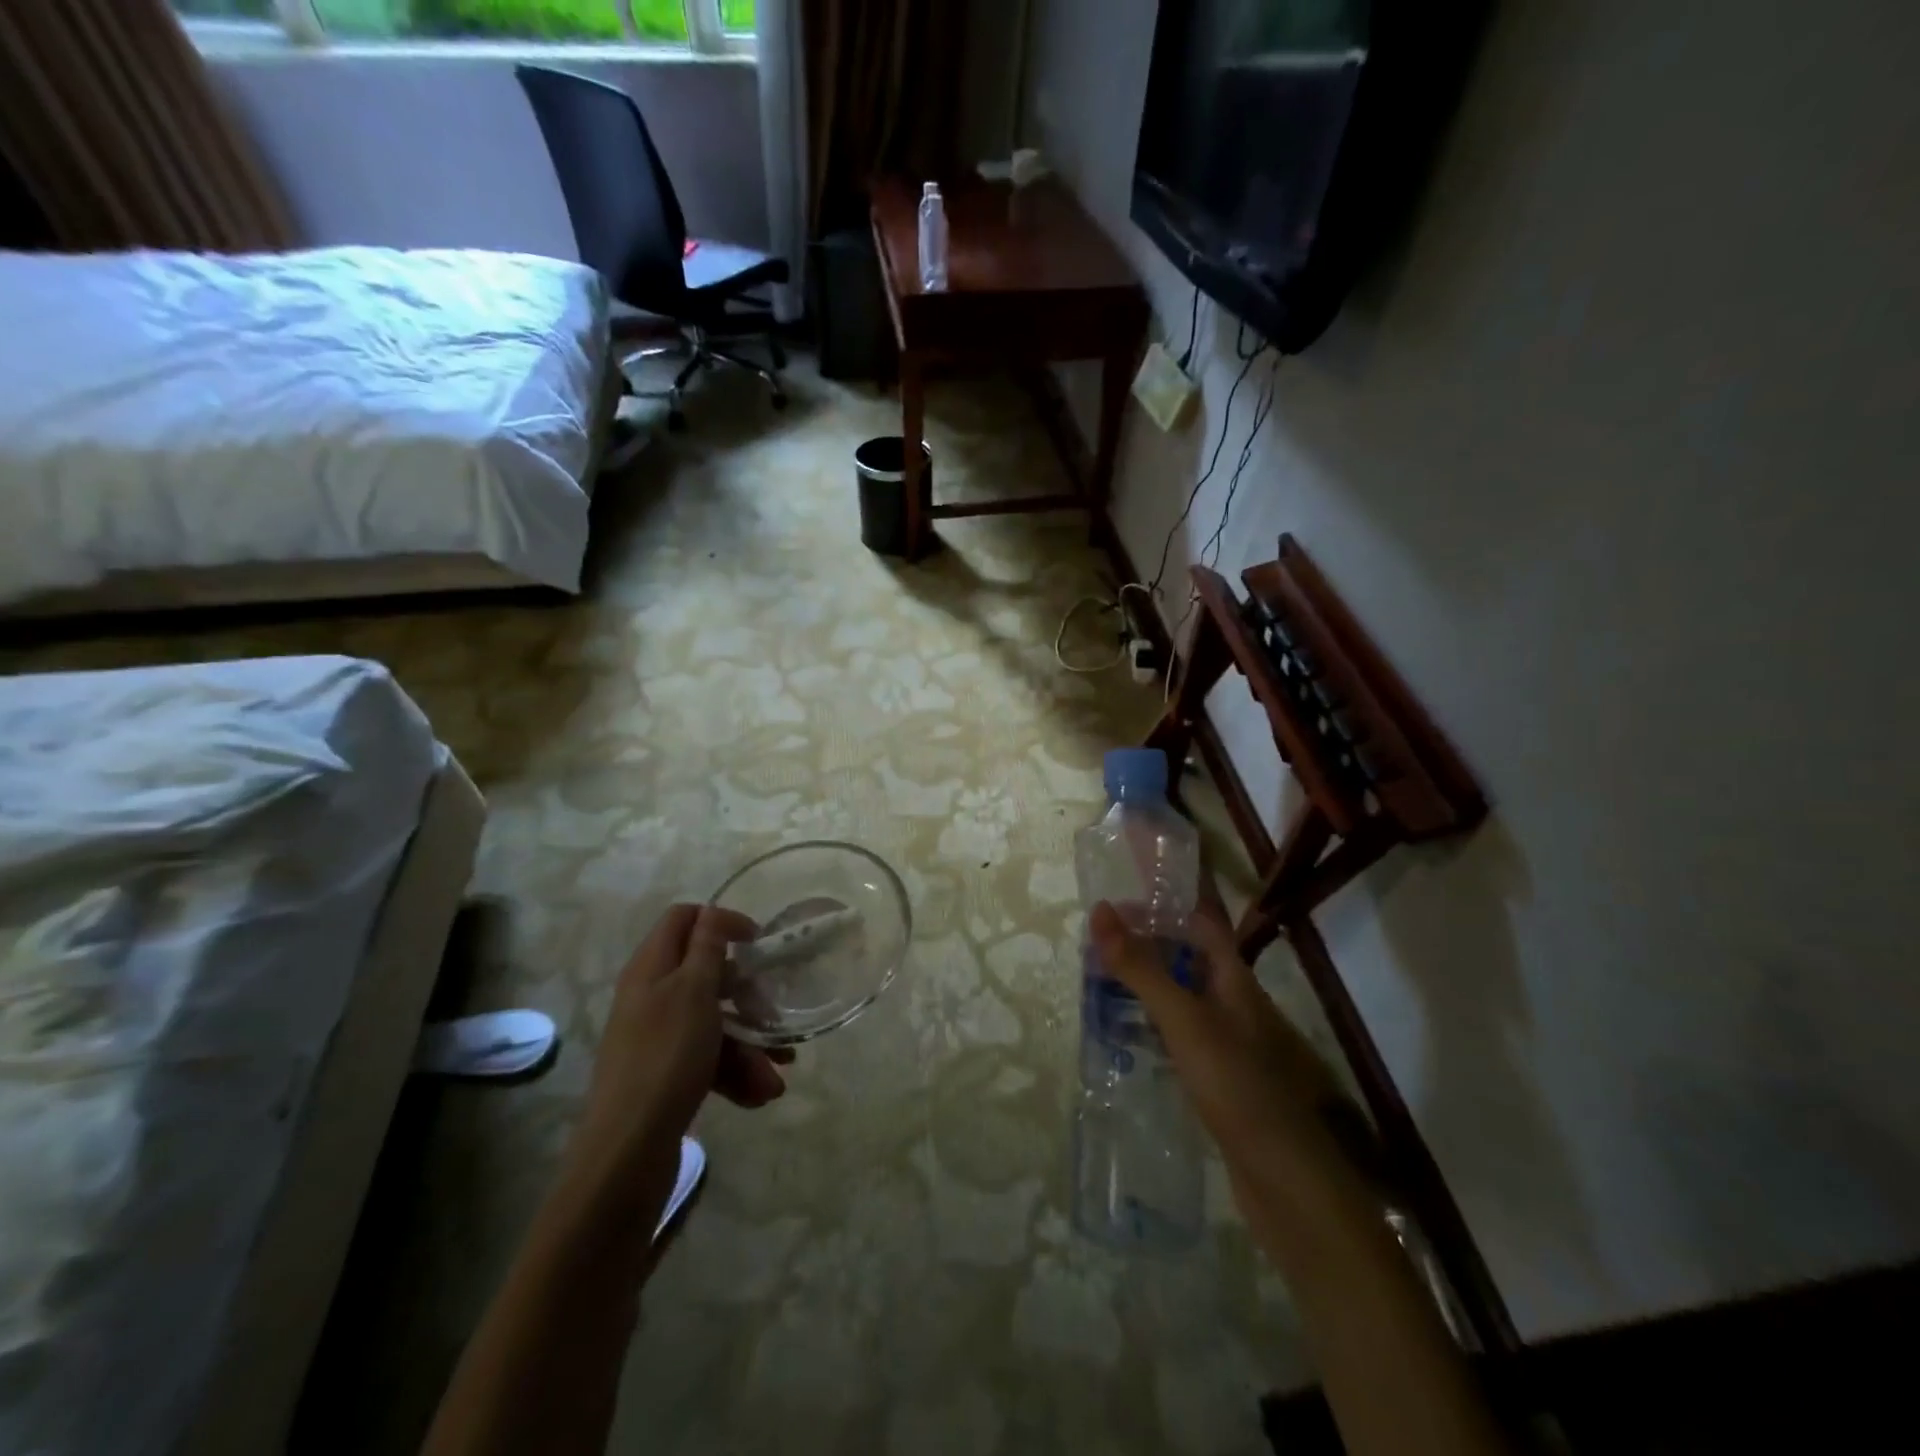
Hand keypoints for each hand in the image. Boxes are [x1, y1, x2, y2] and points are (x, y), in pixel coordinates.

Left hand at [570, 905, 792, 1189]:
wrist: (627, 1152)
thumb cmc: (666, 1058)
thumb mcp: (694, 992)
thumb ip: (707, 948)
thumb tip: (710, 910)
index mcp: (651, 967)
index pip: (683, 919)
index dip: (721, 921)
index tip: (758, 941)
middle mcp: (651, 995)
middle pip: (707, 975)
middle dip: (747, 997)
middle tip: (774, 1012)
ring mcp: (657, 1037)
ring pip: (714, 1022)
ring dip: (749, 1045)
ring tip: (777, 1077)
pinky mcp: (665, 1073)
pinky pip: (707, 1058)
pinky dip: (734, 1072)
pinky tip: (759, 1094)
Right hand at [1089, 900, 1379, 1252]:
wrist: (1285, 1181)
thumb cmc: (1237, 1085)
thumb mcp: (1184, 1020)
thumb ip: (1141, 968)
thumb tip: (1101, 910)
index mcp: (1232, 976)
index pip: (1201, 916)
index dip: (1170, 893)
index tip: (1130, 877)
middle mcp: (1232, 999)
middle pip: (1187, 951)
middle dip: (1147, 936)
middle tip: (1099, 933)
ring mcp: (1226, 1038)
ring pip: (1180, 990)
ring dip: (1146, 977)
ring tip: (1100, 974)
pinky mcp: (1216, 1074)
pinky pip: (1177, 1028)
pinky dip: (1150, 1017)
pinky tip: (1125, 1031)